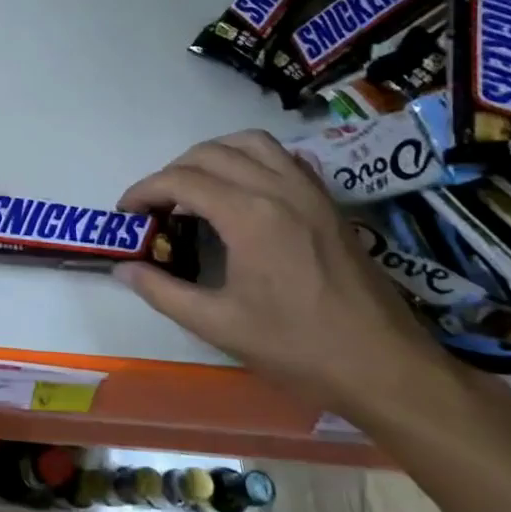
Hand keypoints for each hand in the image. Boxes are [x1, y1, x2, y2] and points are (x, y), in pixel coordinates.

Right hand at [113, 130, 443, 413]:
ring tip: (195, 188)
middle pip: (209, 153)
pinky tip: (242, 189)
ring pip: (248, 143)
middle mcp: (278, 189)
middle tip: (156, 206)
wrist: (387, 368)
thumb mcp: (219, 325)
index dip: (144, 191)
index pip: (180, 180)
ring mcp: (308, 191)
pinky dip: (251, 159)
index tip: (127, 213)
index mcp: (249, 216)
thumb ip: (162, 292)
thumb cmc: (299, 348)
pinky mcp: (327, 201)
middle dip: (171, 172)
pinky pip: (282, 156)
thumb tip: (123, 269)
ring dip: (212, 155)